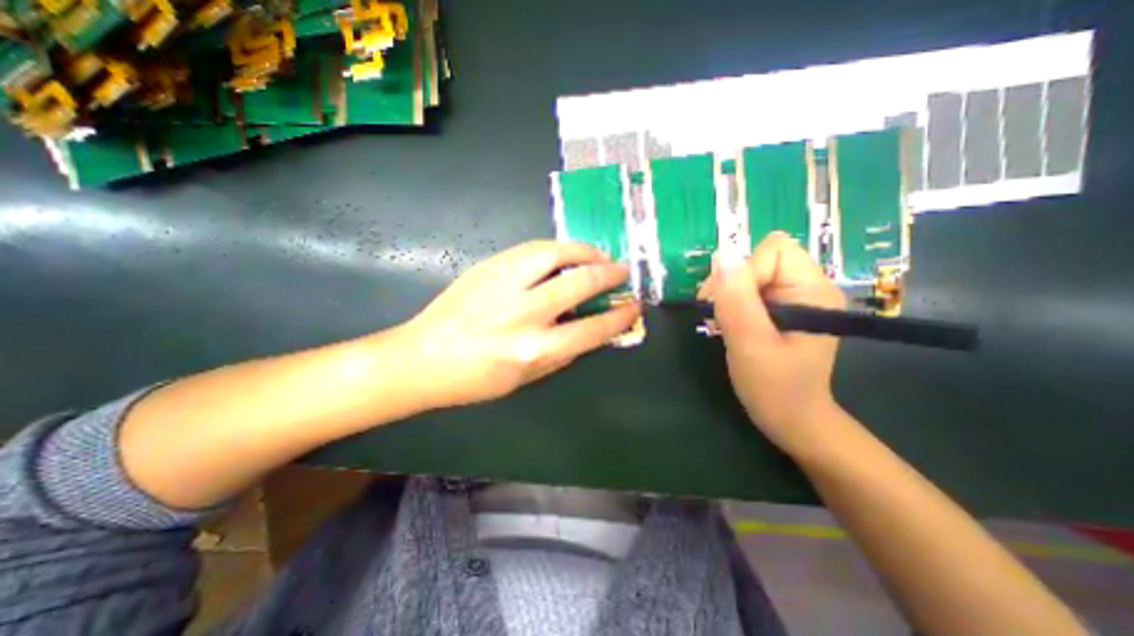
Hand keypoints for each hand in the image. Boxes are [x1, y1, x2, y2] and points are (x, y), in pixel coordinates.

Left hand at [400, 242, 636, 410]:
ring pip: (555, 253)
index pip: (592, 329)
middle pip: (579, 283)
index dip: (619, 317)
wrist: (421, 359)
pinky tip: (565, 253)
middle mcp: (523, 314)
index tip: (634, 306)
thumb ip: (563, 353)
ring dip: (584, 251)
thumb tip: (591, 330)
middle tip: (622, 271)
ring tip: (598, 255)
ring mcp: (503, 285)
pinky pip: (531, 249)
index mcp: (534, 349)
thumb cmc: (475, 379)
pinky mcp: (488, 267)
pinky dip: (556, 248)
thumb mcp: (526, 379)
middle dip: (609, 274)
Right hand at [706, 235, 844, 456]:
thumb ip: (736, 300)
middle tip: (719, 316)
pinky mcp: (780, 308)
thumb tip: (721, 255)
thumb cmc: (775, 388)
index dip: (745, 272)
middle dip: (731, 284)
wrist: (791, 419)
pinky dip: (730, 302)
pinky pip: (747, 288)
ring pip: (748, 272)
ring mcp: (794, 297)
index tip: (730, 306)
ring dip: (726, 294)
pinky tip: (728, 324)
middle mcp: (807, 286)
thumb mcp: (751, 344)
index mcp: (813, 290)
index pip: (774, 250)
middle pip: (759, 258)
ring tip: (722, 323)